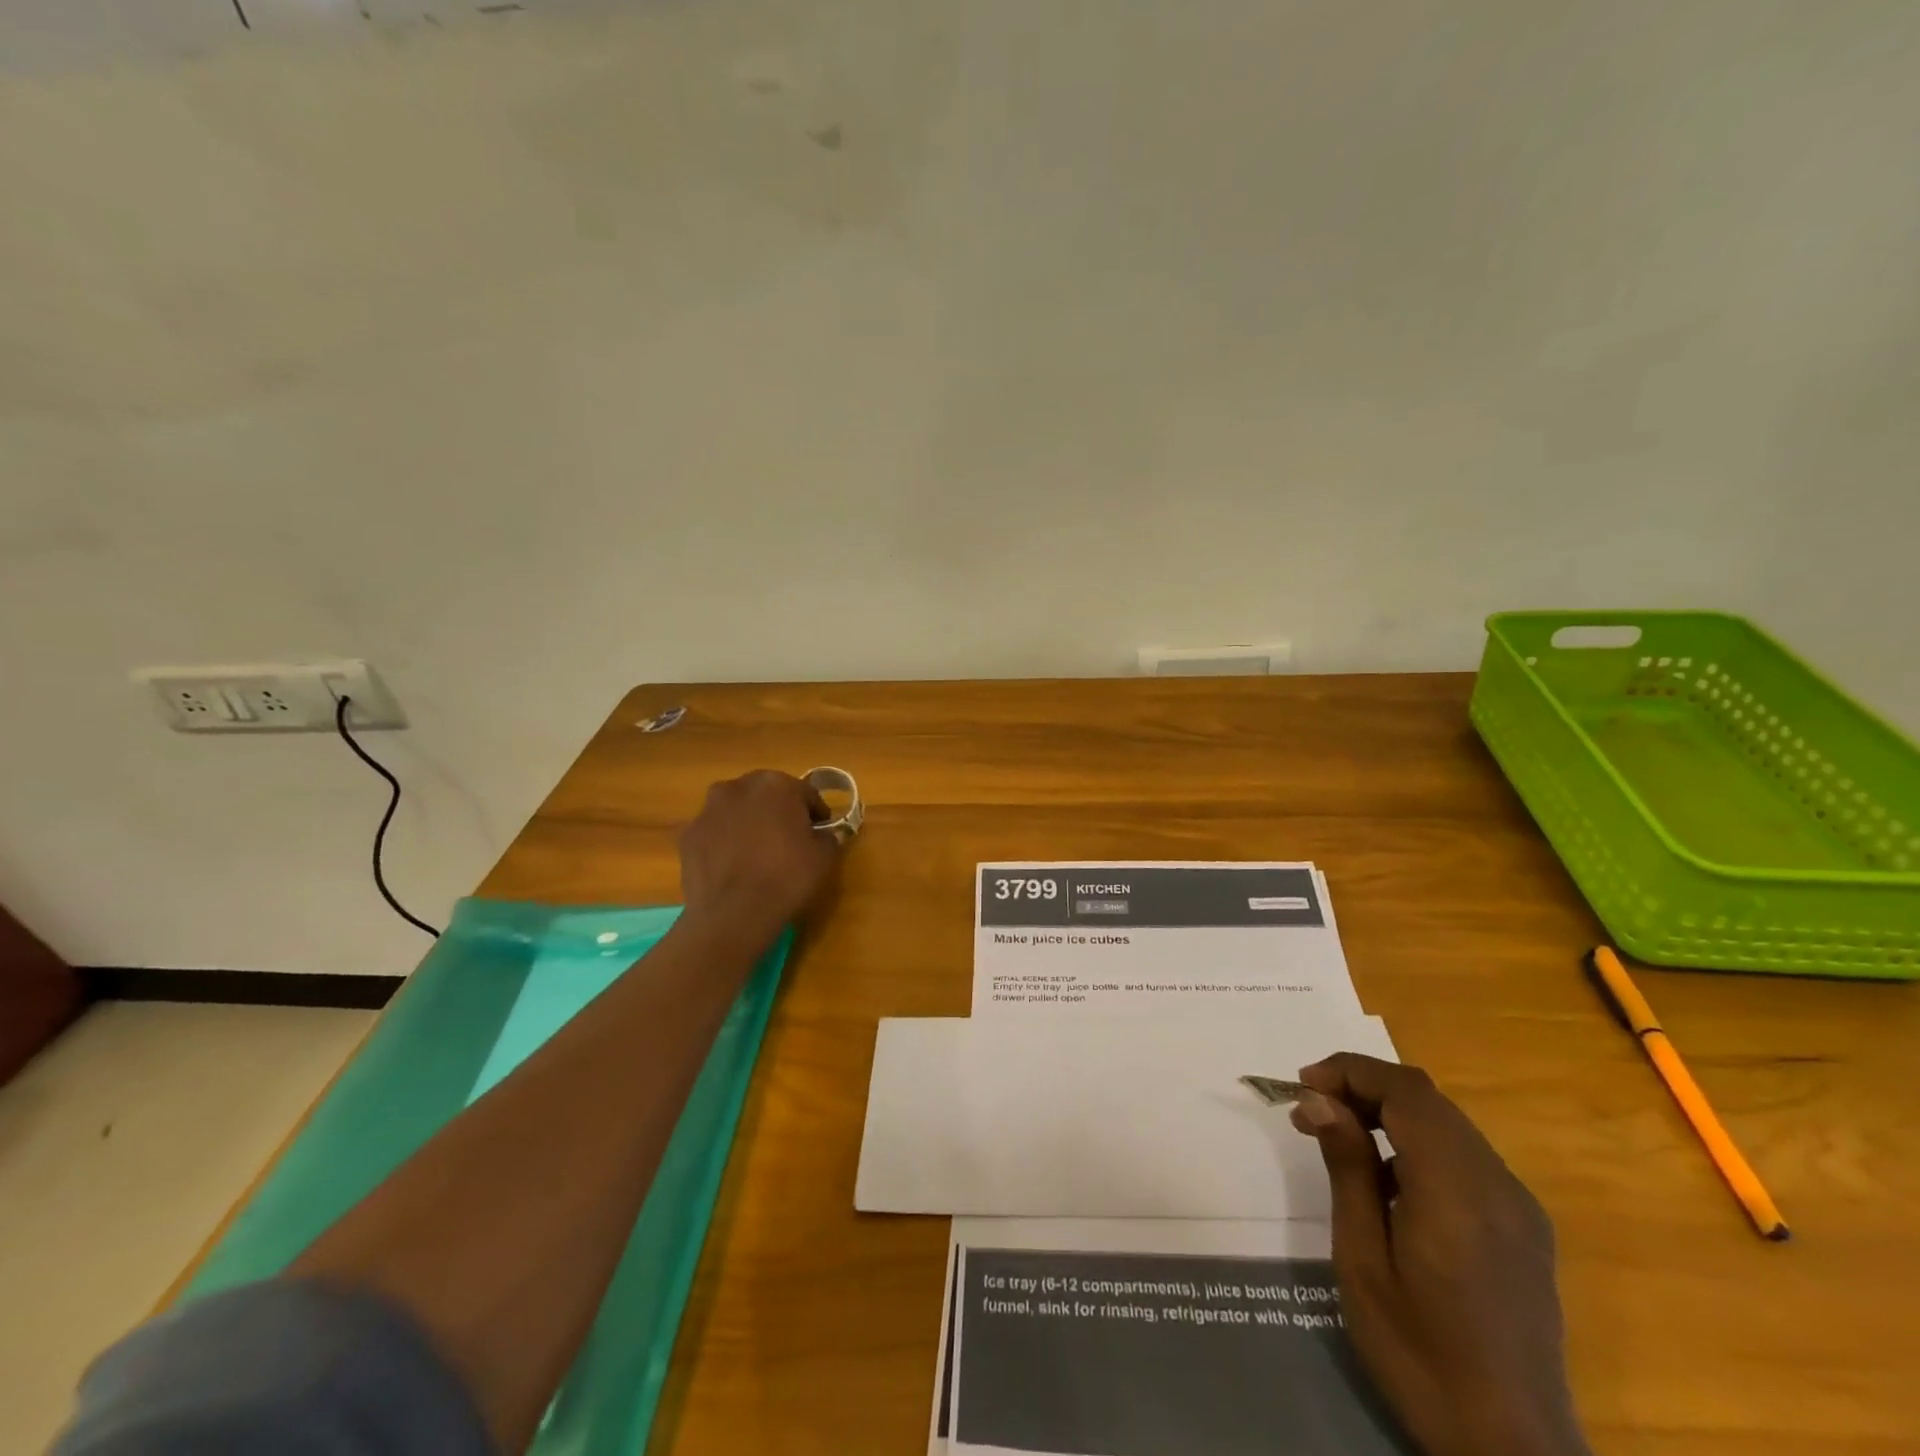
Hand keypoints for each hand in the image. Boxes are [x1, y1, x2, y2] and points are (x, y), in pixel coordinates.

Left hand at [677, 771, 841, 941]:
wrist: (732, 915)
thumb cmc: (787, 878)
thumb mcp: (825, 857)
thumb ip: (827, 836)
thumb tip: (821, 834)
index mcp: (777, 785)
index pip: (806, 793)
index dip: (816, 813)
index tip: (820, 832)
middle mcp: (739, 787)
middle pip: (767, 794)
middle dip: (778, 811)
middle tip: (788, 840)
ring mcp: (708, 809)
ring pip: (737, 809)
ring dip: (748, 822)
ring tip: (756, 853)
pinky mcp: (688, 834)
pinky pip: (715, 831)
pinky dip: (724, 841)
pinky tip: (732, 866)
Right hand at [1292, 1054, 1589, 1455]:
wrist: (1514, 1452)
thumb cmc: (1421, 1357)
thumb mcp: (1363, 1263)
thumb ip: (1348, 1170)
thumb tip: (1319, 1099)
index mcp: (1458, 1192)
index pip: (1405, 1092)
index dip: (1350, 1071)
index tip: (1302, 1086)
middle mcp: (1498, 1186)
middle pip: (1427, 1099)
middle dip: (1363, 1087)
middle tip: (1311, 1111)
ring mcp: (1518, 1206)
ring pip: (1447, 1122)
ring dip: (1389, 1111)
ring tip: (1339, 1137)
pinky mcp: (1524, 1227)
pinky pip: (1465, 1154)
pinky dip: (1418, 1140)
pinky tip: (1388, 1178)